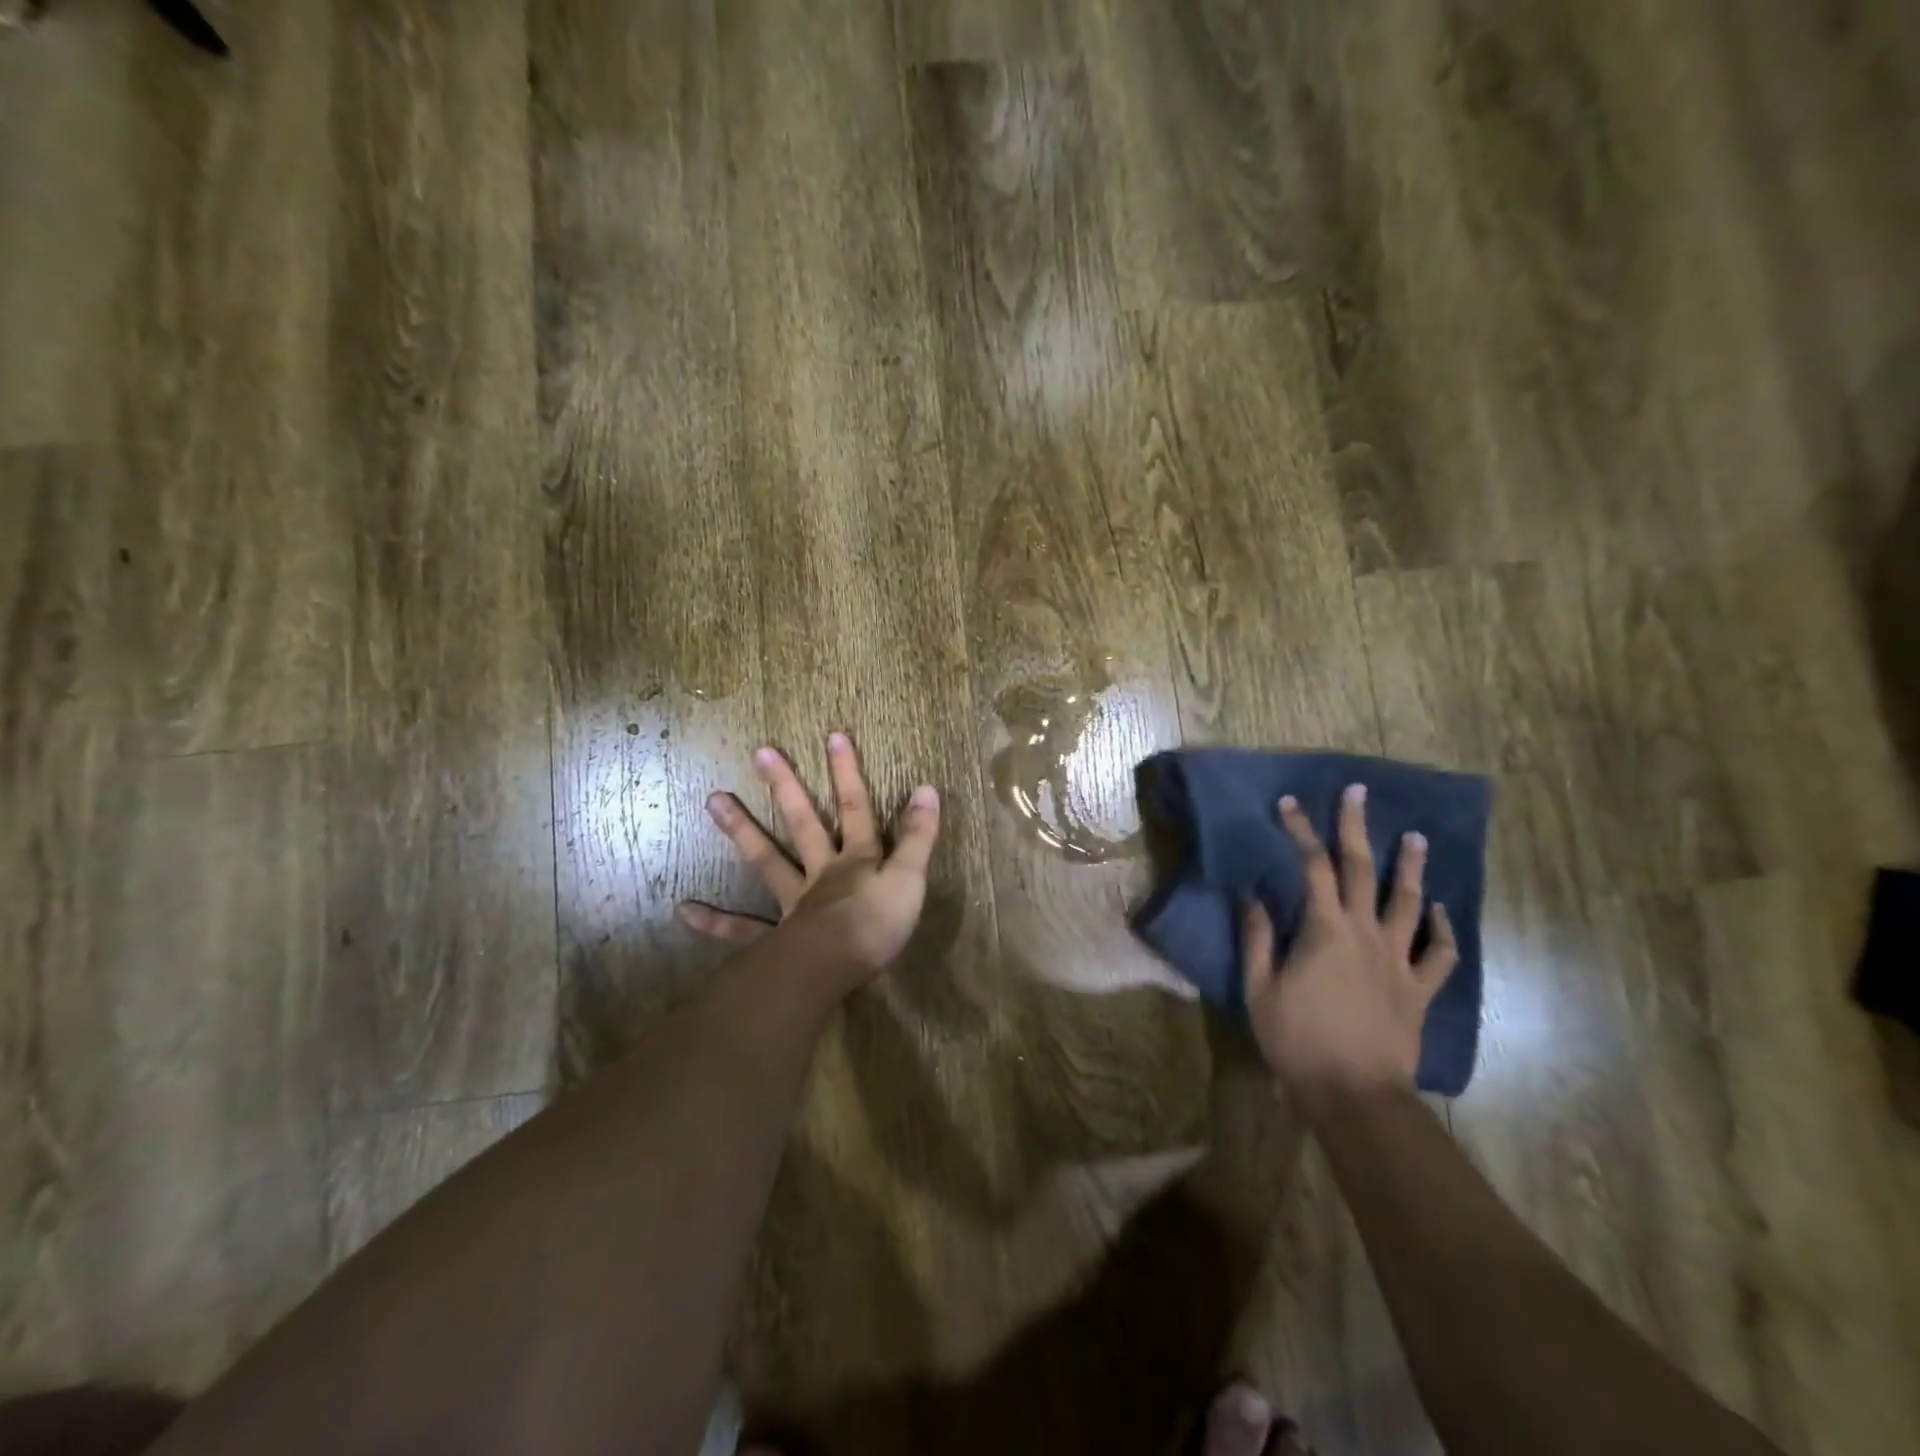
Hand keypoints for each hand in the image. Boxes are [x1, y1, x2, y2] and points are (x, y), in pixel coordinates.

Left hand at [676, 734, 940, 992]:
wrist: (835, 968)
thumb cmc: (876, 924)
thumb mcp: (909, 878)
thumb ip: (919, 836)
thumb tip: (927, 788)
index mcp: (856, 860)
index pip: (856, 809)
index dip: (848, 773)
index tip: (833, 736)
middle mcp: (821, 873)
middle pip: (804, 823)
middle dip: (787, 787)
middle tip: (761, 752)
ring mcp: (793, 903)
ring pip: (766, 861)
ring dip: (742, 831)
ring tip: (713, 800)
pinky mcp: (775, 939)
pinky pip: (741, 930)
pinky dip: (715, 921)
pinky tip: (684, 909)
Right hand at [1241, 784, 1457, 1111]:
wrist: (1355, 1095)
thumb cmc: (1297, 1040)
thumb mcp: (1259, 988)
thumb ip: (1258, 938)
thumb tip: (1253, 896)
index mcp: (1325, 930)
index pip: (1313, 867)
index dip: (1301, 831)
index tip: (1290, 804)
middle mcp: (1366, 934)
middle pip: (1363, 870)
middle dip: (1356, 828)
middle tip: (1358, 793)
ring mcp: (1399, 961)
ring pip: (1410, 903)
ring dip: (1411, 867)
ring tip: (1415, 837)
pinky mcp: (1419, 990)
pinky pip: (1440, 954)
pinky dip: (1444, 929)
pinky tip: (1440, 911)